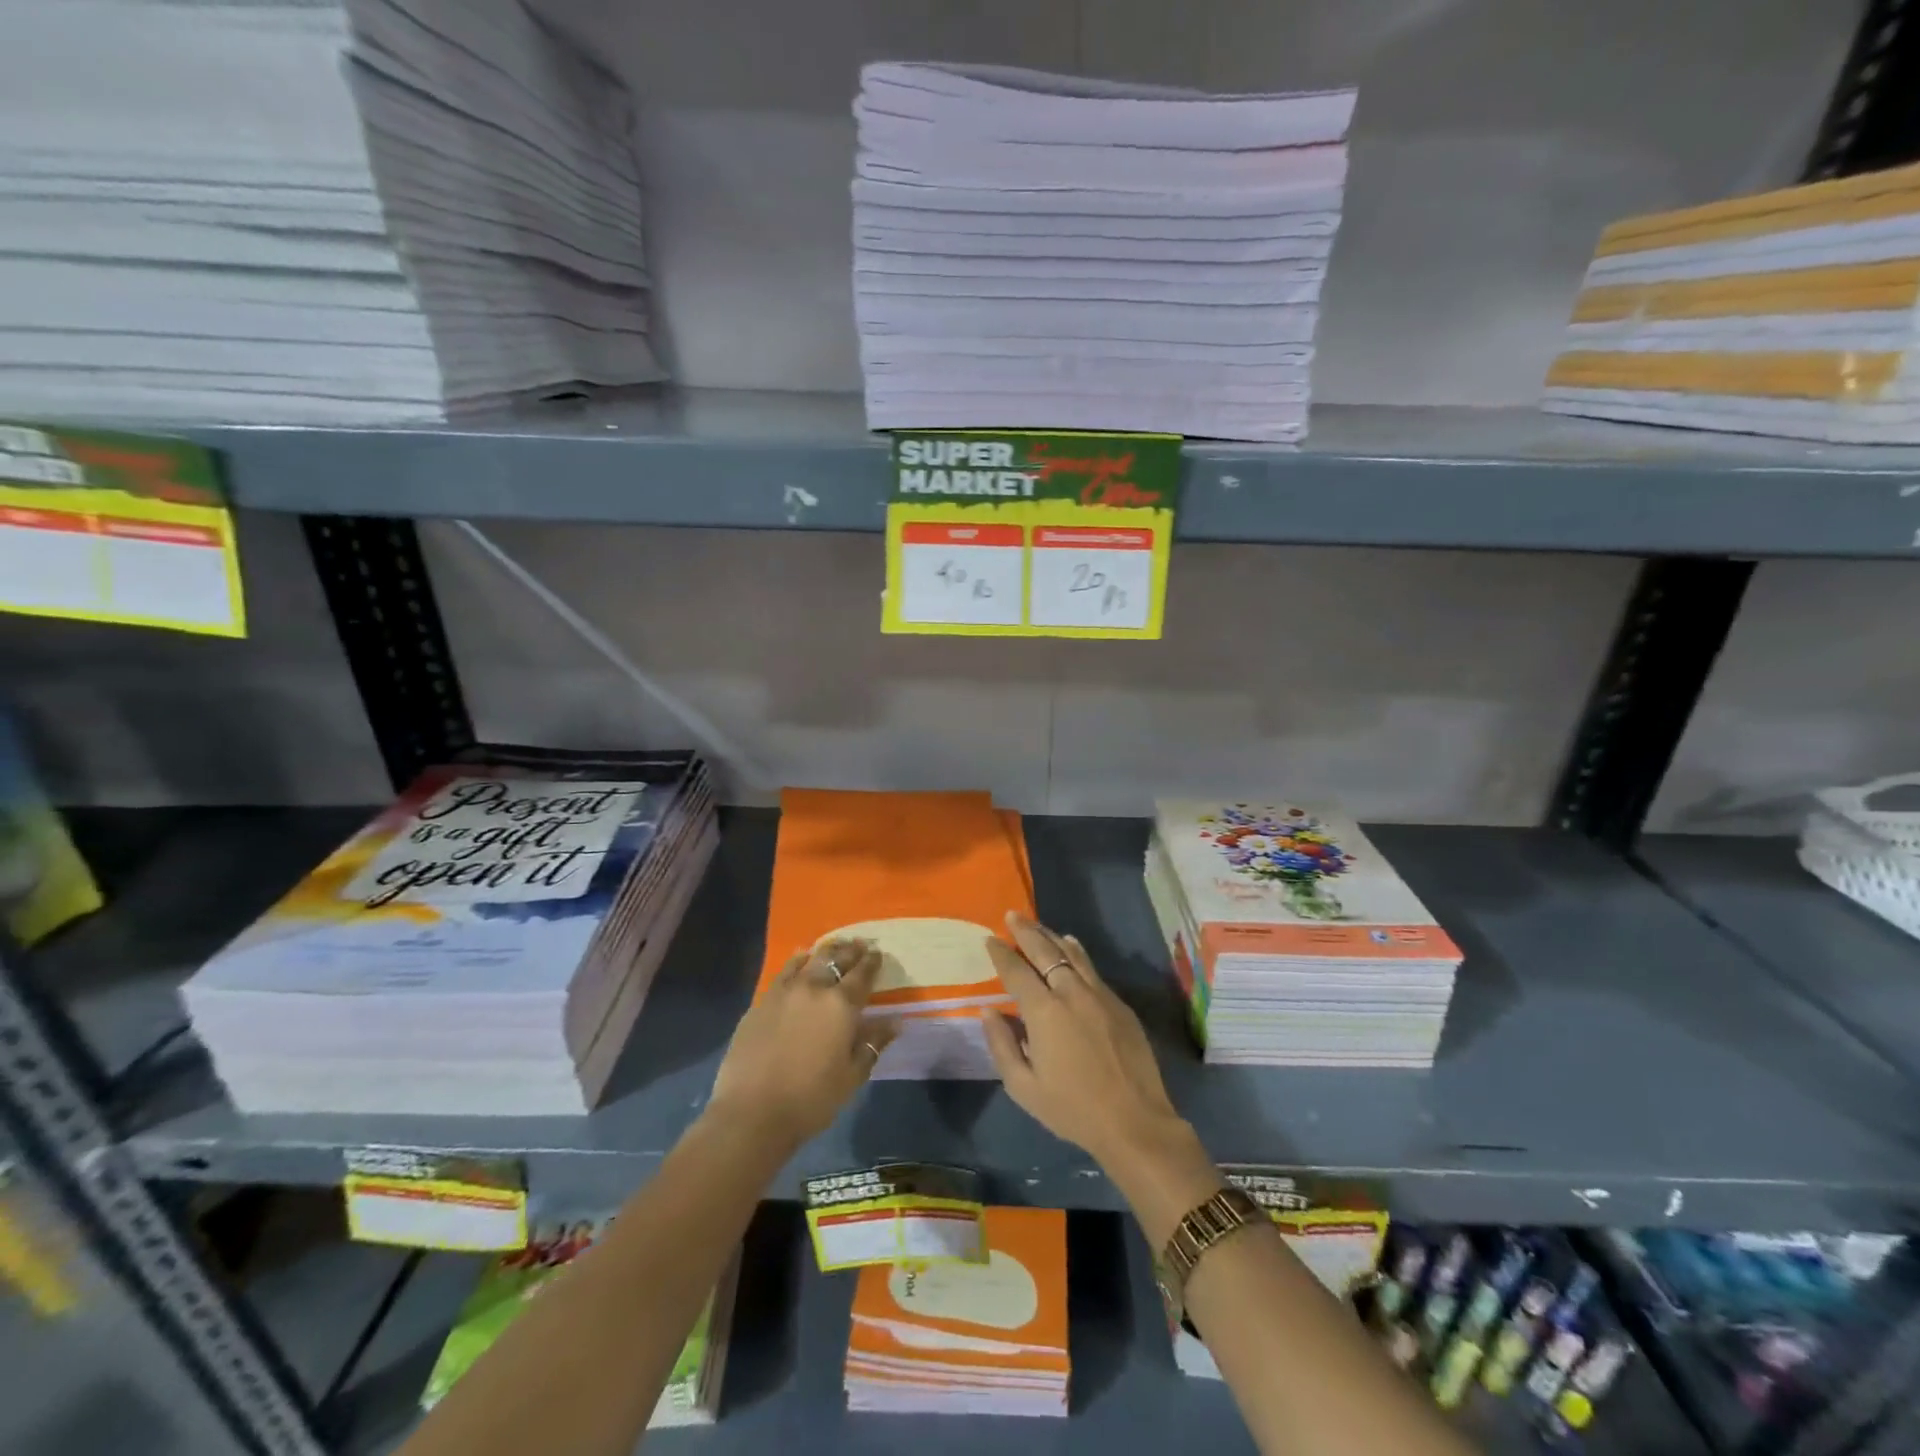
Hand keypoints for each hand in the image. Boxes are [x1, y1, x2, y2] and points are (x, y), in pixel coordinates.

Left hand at [707, 940, 896, 1147]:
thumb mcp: (851, 1076)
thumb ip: (873, 1043)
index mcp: (841, 1005)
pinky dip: (797, 961)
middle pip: (836, 960)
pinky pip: (784, 971)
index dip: (872, 962)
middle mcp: (814, 989)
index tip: (877, 953)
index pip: (862, 974)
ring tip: (833, 946)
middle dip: (850, 951)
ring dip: (826, 951)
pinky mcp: (761, 1001)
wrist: (751, 1113)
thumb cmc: (811, 1099)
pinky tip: (800, 960)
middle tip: (859, 944)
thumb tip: (896, 1021)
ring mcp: (784, 992)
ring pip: (810, 959)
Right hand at [981, 912, 1191, 1172]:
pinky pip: (1092, 968)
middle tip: (1012, 915)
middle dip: (1026, 931)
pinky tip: (1071, 946)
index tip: (990, 939)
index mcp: (1044, 1012)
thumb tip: (989, 1011)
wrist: (1134, 1122)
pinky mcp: (1119, 1004)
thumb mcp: (1023, 1087)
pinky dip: (1077, 952)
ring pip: (1072, 953)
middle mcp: (1071, 993)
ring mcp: (1099, 995)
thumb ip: (1002, 1044)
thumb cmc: (1072, 1109)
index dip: (1001, 953)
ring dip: (1051, 936)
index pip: (1016, 971)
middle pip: (1045, 951)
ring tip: (1038, 925)